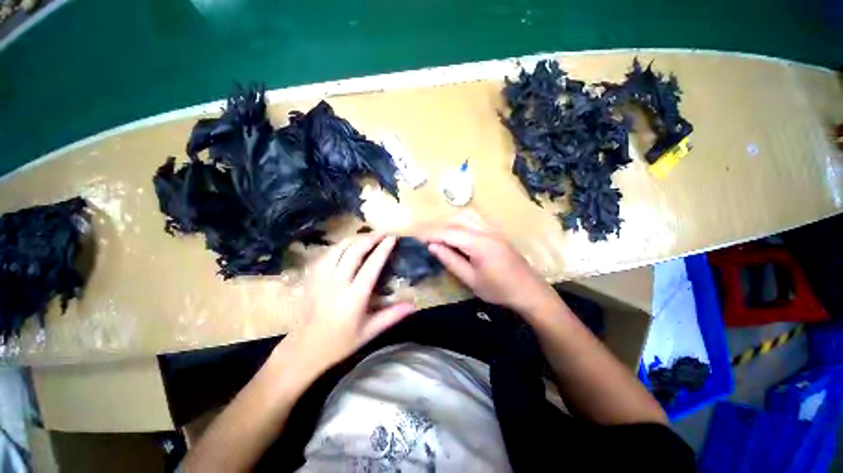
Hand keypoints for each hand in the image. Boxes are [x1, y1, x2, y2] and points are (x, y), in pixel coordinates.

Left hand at [281, 233, 414, 377]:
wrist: (304, 351)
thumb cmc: (340, 343)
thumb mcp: (370, 332)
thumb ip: (392, 316)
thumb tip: (413, 305)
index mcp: (354, 297)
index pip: (371, 266)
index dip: (383, 249)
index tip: (392, 238)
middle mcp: (336, 284)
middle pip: (353, 252)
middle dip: (369, 238)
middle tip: (381, 232)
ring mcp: (320, 280)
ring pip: (337, 250)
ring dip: (353, 239)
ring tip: (365, 235)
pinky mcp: (310, 280)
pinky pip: (324, 256)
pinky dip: (337, 247)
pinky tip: (344, 246)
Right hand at [422, 210, 556, 315]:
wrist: (529, 291)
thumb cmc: (499, 290)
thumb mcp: (471, 280)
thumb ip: (451, 260)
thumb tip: (432, 246)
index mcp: (480, 243)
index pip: (449, 232)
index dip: (431, 234)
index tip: (417, 238)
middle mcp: (486, 230)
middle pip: (457, 218)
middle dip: (439, 225)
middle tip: (426, 237)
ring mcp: (493, 229)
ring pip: (466, 215)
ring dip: (450, 221)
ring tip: (439, 233)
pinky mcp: (496, 231)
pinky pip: (475, 219)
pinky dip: (461, 221)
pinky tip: (455, 231)